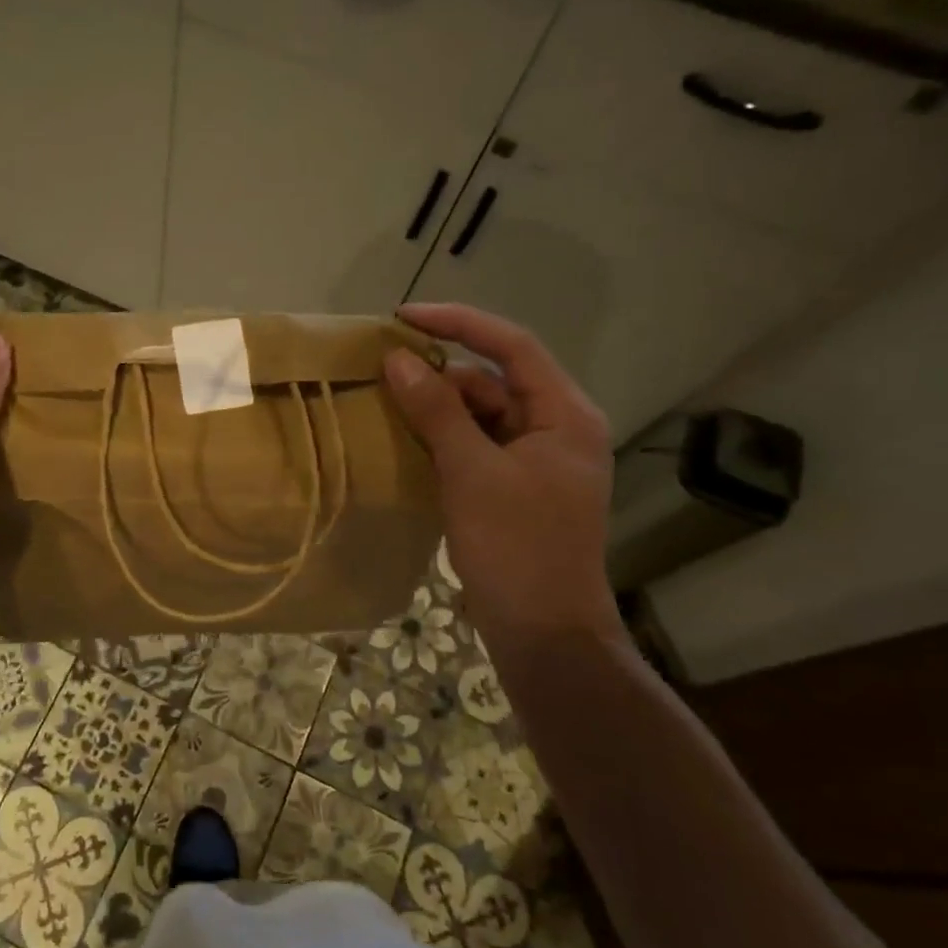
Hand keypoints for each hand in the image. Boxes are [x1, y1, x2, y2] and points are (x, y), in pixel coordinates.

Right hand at [385, 303, 622, 650]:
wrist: (544, 631)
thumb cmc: (516, 546)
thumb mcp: (471, 471)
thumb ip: (436, 411)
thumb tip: (397, 359)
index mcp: (564, 415)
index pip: (511, 347)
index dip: (458, 323)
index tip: (404, 317)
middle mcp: (556, 428)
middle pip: (493, 381)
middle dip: (440, 373)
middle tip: (383, 372)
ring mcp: (536, 460)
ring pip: (481, 415)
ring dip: (438, 408)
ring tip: (386, 405)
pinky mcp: (515, 487)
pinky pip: (476, 445)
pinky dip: (444, 439)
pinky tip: (406, 442)